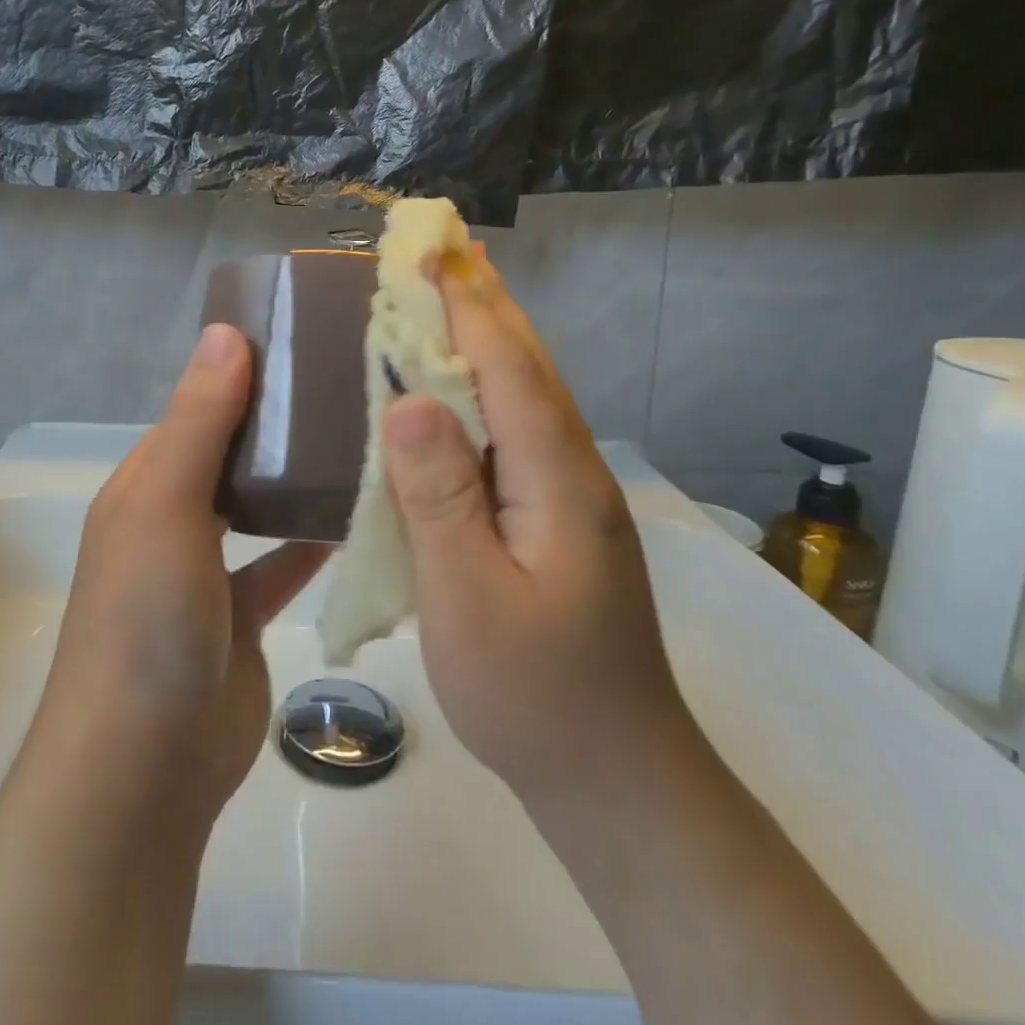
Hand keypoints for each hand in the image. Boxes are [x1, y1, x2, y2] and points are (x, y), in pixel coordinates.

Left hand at [33, 323, 328, 828]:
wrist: (146, 761)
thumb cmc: (147, 615)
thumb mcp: (166, 502)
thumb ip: (201, 420)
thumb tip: (226, 331)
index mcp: (146, 483)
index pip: (198, 409)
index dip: (242, 374)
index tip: (306, 342)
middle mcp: (172, 518)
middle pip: (230, 454)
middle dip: (279, 424)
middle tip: (351, 389)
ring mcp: (206, 572)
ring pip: (258, 508)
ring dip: (297, 481)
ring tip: (363, 441)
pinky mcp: (242, 617)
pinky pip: (281, 565)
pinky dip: (310, 543)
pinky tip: (358, 518)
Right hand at [382, 249, 690, 809]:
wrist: (617, 778)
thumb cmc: (533, 693)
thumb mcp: (470, 599)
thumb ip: (440, 496)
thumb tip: (407, 400)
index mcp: (556, 480)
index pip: (508, 369)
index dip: (467, 305)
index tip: (431, 251)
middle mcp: (571, 471)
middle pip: (526, 366)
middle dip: (485, 301)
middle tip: (444, 247)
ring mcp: (568, 494)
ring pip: (525, 394)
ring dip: (488, 335)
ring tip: (450, 292)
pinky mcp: (555, 517)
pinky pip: (515, 429)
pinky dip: (486, 387)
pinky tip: (457, 389)